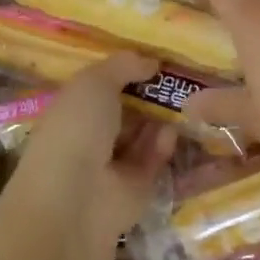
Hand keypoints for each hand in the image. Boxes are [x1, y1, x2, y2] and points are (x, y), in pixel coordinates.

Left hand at [10, 53, 177, 249]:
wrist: (75, 202)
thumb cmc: (75, 130)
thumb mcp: (94, 82)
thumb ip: (123, 66)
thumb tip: (151, 60)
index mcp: (70, 110)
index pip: (99, 87)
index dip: (125, 72)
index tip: (154, 57)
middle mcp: (89, 137)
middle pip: (125, 111)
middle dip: (150, 95)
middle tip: (182, 75)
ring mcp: (111, 166)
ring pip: (142, 136)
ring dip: (161, 118)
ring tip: (188, 97)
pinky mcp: (135, 190)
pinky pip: (153, 161)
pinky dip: (163, 146)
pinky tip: (173, 131)